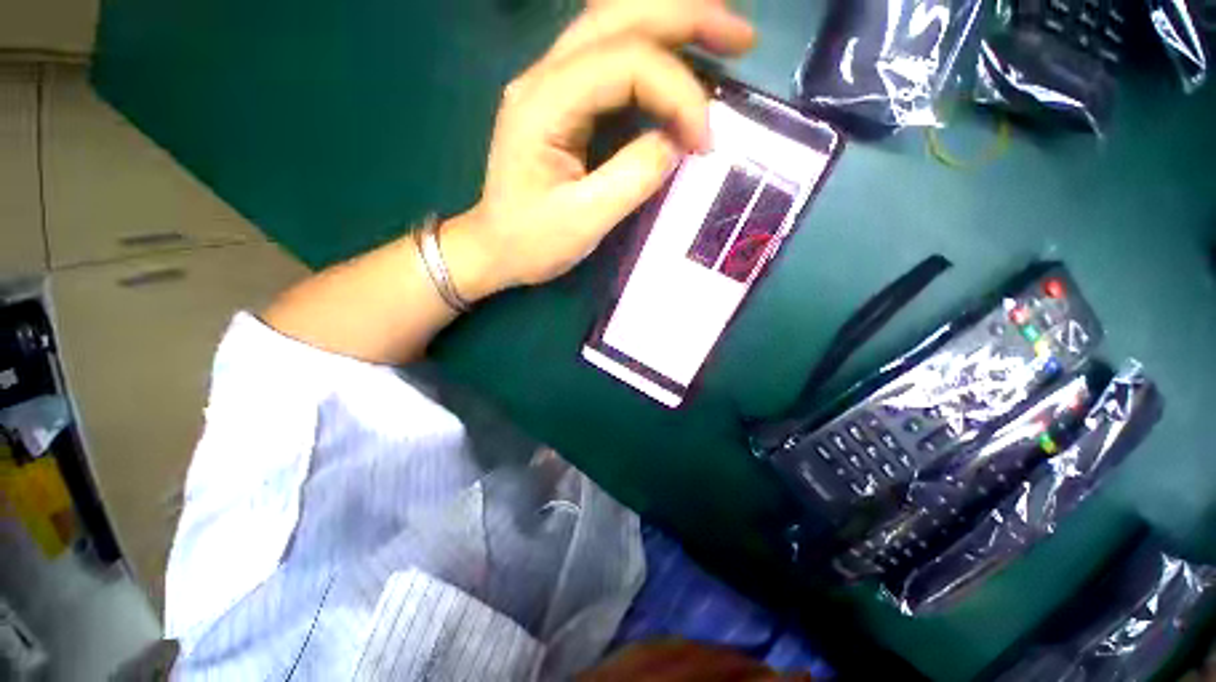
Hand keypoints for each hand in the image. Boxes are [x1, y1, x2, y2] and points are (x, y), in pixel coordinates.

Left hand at [441, 0, 754, 300]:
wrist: (494, 248)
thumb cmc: (531, 242)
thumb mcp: (584, 220)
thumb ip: (633, 177)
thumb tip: (678, 142)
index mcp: (544, 104)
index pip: (626, 63)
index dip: (678, 93)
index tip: (706, 141)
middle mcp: (545, 77)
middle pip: (621, 15)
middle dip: (689, 19)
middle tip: (742, 41)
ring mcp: (551, 84)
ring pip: (616, 24)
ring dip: (674, 23)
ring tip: (723, 40)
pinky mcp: (563, 103)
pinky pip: (611, 57)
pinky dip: (654, 52)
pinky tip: (680, 63)